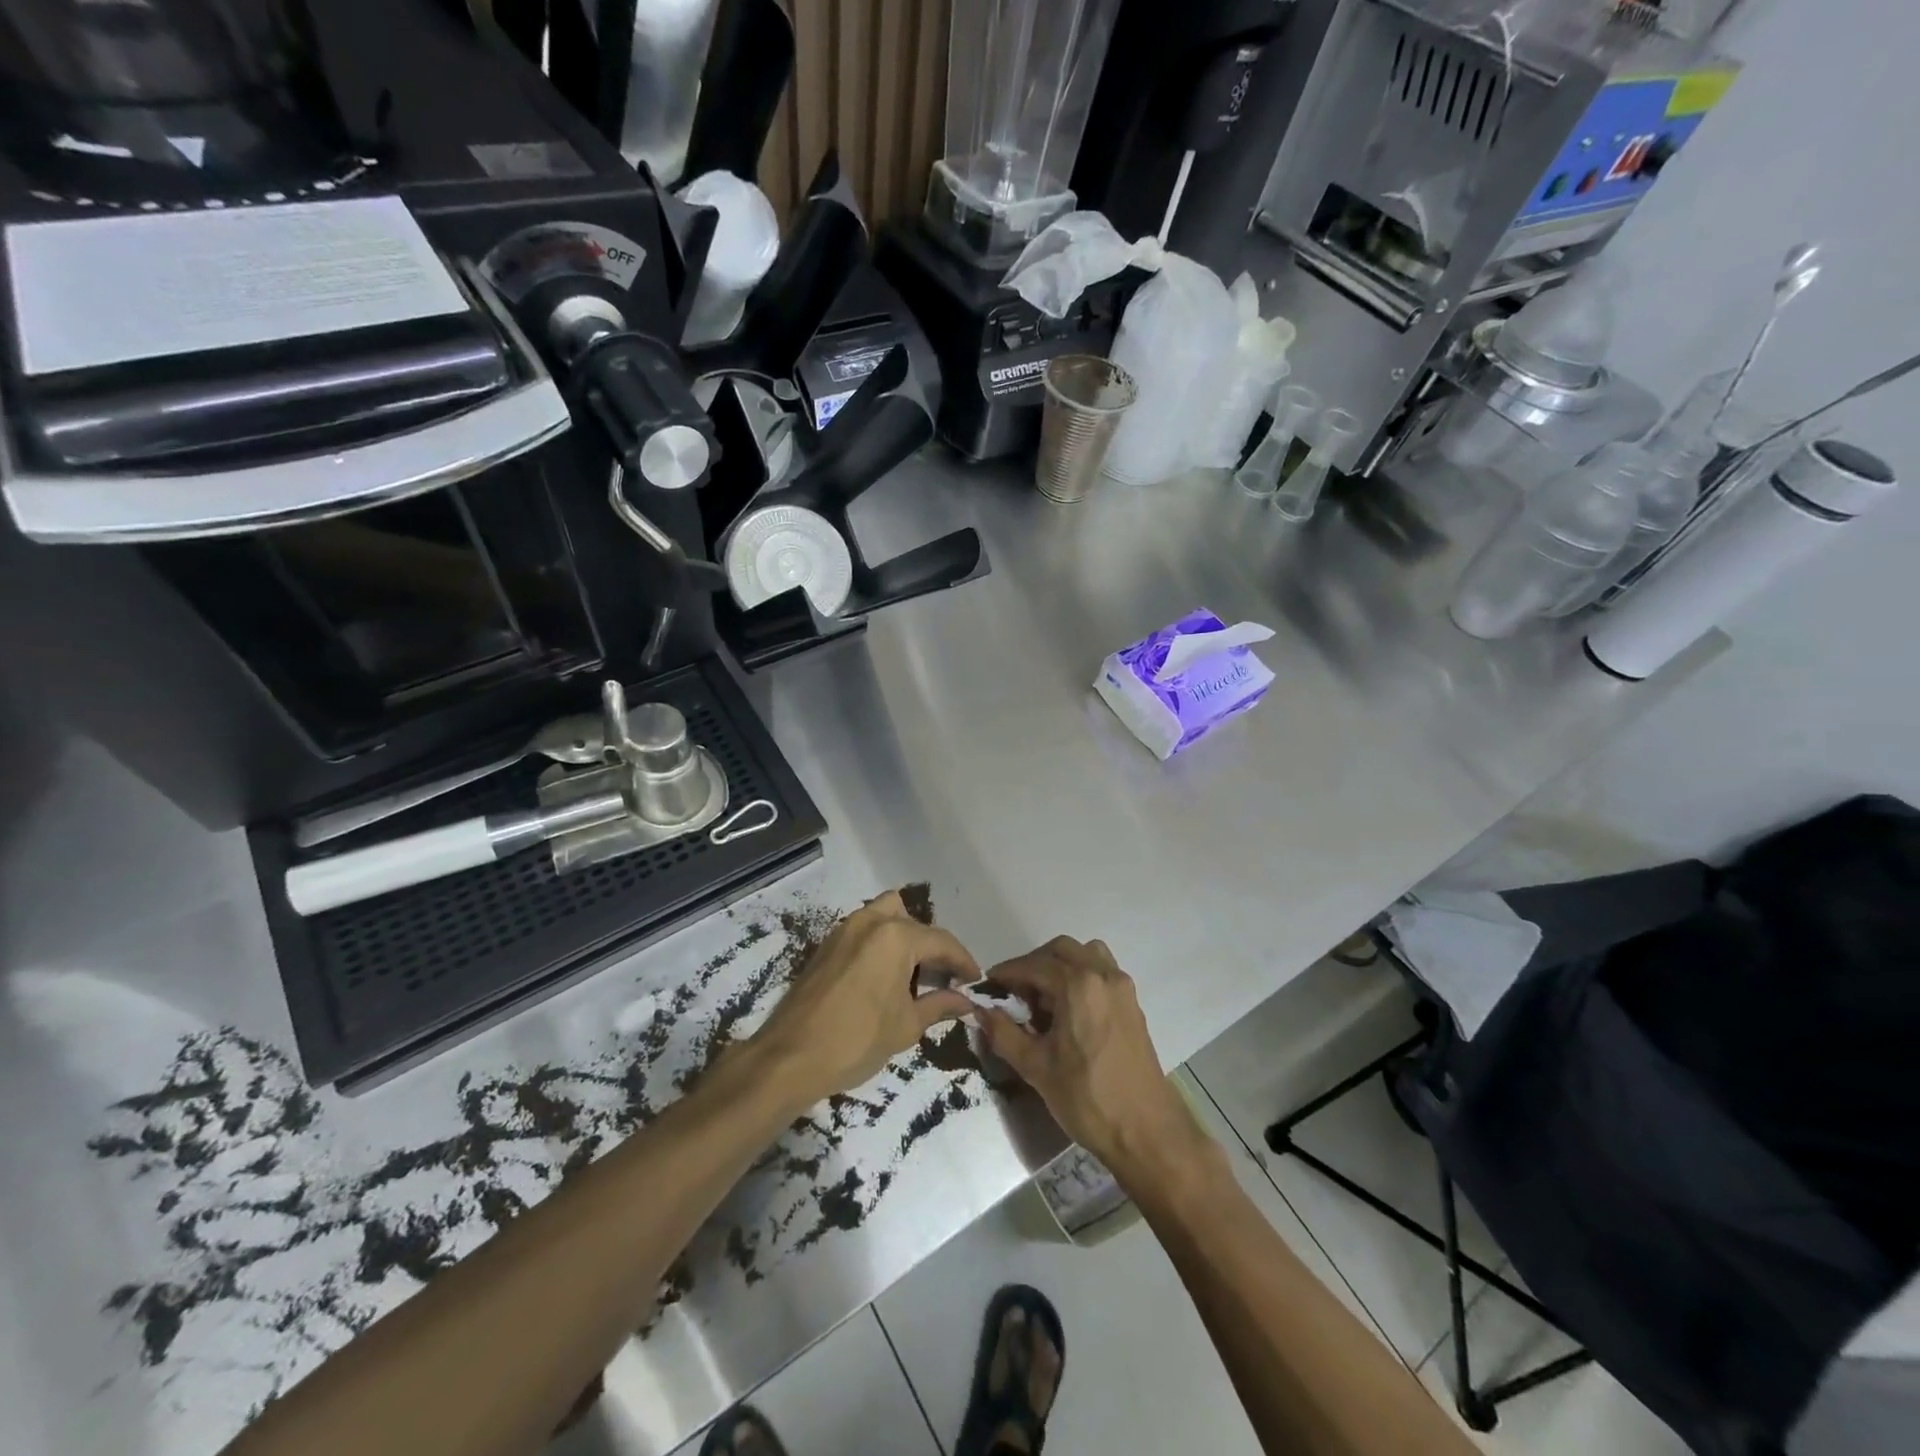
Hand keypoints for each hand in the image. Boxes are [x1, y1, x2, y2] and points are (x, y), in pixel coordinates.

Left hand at [749, 890, 977, 1108]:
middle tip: (942, 976)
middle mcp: (870, 922)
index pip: (941, 941)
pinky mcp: (826, 945)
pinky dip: (880, 943)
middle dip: (931, 945)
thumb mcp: (906, 1026)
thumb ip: (939, 1006)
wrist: (790, 1057)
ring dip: (903, 937)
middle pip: (912, 920)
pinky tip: (884, 977)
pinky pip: (863, 931)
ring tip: (913, 974)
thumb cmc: (856, 1040)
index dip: (963, 961)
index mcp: (895, 936)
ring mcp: (843, 930)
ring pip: (884, 916)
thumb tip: (967, 1002)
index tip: (975, 980)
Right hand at [979, 937, 1209, 1184]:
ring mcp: (1122, 988)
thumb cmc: (1087, 1098)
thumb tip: (981, 1011)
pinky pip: (1102, 972)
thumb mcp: (1035, 1068)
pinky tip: (1068, 1011)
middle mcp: (1103, 975)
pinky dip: (1081, 976)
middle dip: (1033, 965)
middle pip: (1061, 951)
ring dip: (1060, 966)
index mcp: (1078, 985)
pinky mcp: (1132, 1004)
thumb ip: (1004, 1033)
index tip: (988, 986)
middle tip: (1015, 993)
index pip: (1033, 965)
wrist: (1146, 1131)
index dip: (1007, 973)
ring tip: (1044, 998)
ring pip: (1086, 955)